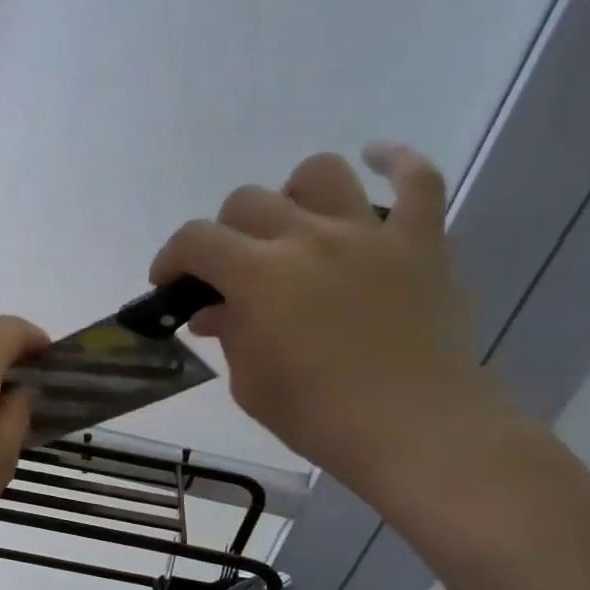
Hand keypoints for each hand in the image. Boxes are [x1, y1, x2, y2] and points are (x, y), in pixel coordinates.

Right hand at [150, 142, 499, 500]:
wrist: (415, 430)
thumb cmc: (319, 415)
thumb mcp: (251, 384)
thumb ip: (229, 335)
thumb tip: (214, 311)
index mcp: (259, 275)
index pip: (196, 240)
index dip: (171, 257)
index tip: (169, 283)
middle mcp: (308, 237)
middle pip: (248, 200)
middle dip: (225, 232)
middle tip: (231, 270)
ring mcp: (369, 234)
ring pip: (320, 173)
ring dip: (294, 193)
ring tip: (294, 223)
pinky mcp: (421, 242)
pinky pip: (417, 180)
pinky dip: (395, 162)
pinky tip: (376, 159)